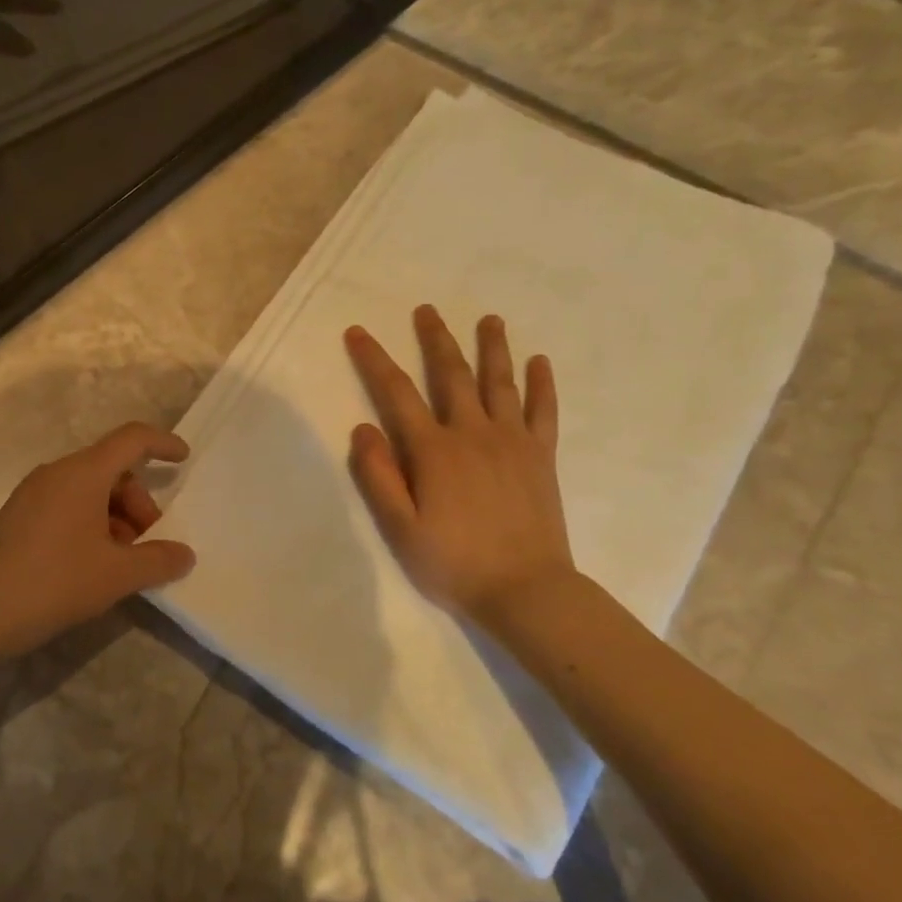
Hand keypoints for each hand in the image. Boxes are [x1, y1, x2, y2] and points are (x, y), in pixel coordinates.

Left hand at [0, 422, 197, 655]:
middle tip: (150, 546)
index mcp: (82, 473)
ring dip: (117, 519)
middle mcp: (57, 473)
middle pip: (112, 470)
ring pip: (90, 492)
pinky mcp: (20, 517)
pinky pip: (68, 507)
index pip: (131, 439)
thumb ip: (157, 560)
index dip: (162, 443)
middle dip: (140, 503)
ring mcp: (34, 494)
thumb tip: (184, 554)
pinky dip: (92, 526)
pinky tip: (95, 566)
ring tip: (123, 564)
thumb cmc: (52, 582)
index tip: (184, 460)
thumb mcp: (115, 575)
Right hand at [345, 308, 575, 625]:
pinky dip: (542, 384)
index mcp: (433, 451)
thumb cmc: (453, 563)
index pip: (396, 393)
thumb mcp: (399, 528)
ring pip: (500, 383)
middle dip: (435, 340)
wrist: (526, 591)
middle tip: (426, 310)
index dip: (374, 359)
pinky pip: (543, 411)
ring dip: (492, 348)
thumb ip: (379, 476)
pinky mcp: (541, 457)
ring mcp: (512, 442)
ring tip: (489, 319)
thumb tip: (363, 428)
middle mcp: (473, 434)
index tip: (357, 332)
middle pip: (451, 375)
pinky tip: (539, 362)